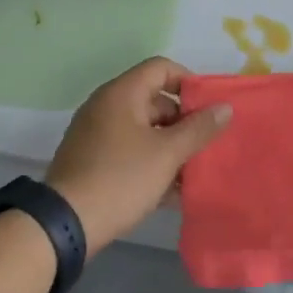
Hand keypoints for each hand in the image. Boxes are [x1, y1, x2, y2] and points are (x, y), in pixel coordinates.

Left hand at [45, 58, 231, 251]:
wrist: (67, 224)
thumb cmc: (121, 178)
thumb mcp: (167, 153)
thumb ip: (199, 128)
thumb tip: (225, 107)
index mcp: (122, 94)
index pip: (161, 68)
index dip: (189, 82)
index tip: (209, 109)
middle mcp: (106, 107)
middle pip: (154, 100)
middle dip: (184, 121)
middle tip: (206, 145)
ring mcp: (96, 134)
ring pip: (144, 130)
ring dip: (171, 147)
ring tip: (195, 172)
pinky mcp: (92, 161)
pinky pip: (130, 152)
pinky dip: (152, 163)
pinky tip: (173, 191)